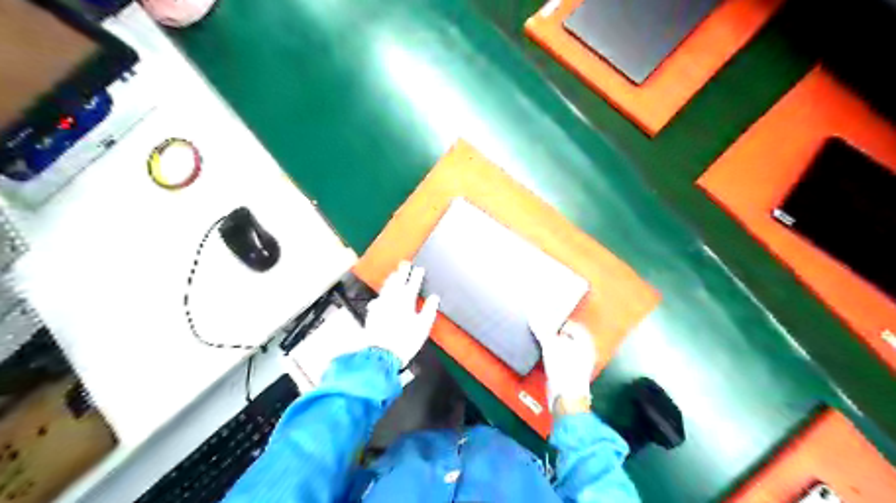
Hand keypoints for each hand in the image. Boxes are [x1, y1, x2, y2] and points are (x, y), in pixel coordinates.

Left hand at [363, 260, 439, 366]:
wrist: (382, 353)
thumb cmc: (405, 340)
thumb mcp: (423, 326)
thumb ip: (429, 309)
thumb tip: (434, 298)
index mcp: (406, 300)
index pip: (413, 283)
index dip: (417, 275)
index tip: (420, 268)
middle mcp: (392, 299)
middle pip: (397, 281)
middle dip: (402, 271)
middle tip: (405, 263)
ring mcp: (381, 305)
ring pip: (386, 288)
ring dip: (391, 280)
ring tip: (394, 274)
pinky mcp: (373, 313)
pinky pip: (377, 299)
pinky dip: (381, 294)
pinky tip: (380, 296)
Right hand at [531, 320, 592, 414]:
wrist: (566, 397)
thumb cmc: (564, 369)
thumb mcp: (550, 344)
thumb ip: (542, 329)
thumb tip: (534, 317)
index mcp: (585, 341)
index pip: (571, 325)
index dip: (558, 322)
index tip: (546, 321)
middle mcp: (585, 351)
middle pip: (567, 337)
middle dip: (554, 334)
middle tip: (542, 331)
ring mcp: (579, 364)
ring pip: (563, 349)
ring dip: (553, 347)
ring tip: (541, 344)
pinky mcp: (570, 375)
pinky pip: (560, 360)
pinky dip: (552, 358)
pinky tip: (544, 358)